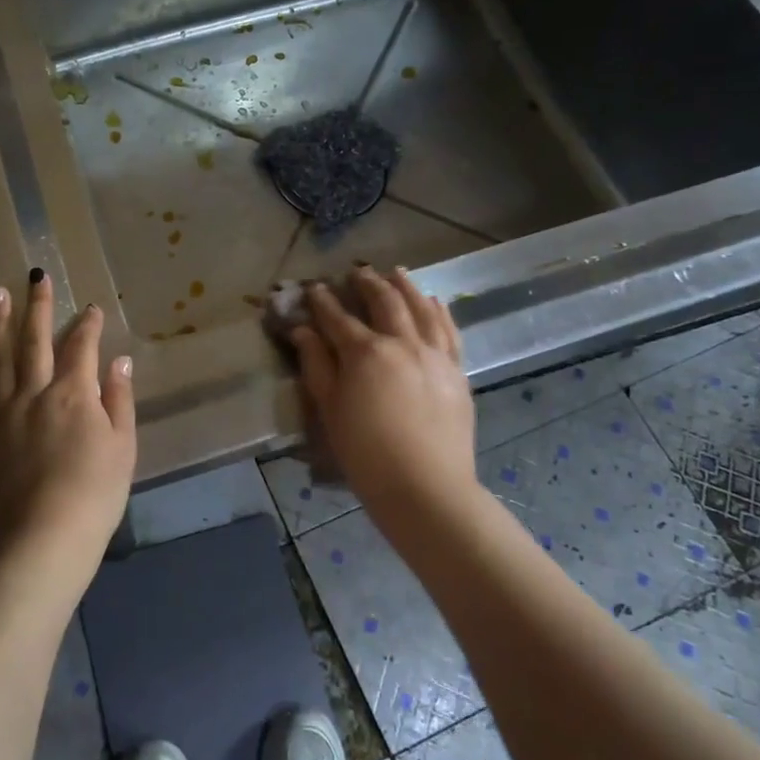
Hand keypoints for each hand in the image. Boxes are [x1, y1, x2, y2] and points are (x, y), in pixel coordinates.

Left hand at [0, 271, 136, 574]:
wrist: (44, 536)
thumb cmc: (95, 492)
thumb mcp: (122, 445)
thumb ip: (118, 398)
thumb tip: (118, 361)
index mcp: (72, 393)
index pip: (81, 347)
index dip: (88, 325)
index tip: (92, 308)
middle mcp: (35, 393)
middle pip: (34, 340)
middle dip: (38, 306)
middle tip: (36, 276)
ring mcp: (7, 413)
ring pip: (2, 358)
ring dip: (0, 322)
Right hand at [292, 267, 478, 528]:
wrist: (425, 487)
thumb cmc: (366, 453)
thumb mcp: (330, 409)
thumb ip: (316, 365)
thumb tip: (303, 331)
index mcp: (365, 353)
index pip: (337, 317)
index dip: (323, 301)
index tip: (314, 287)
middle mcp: (402, 343)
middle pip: (384, 302)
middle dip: (368, 283)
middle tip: (358, 272)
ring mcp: (434, 355)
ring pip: (421, 308)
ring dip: (406, 286)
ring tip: (396, 272)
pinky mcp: (456, 371)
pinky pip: (449, 330)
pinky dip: (439, 311)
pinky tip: (434, 301)